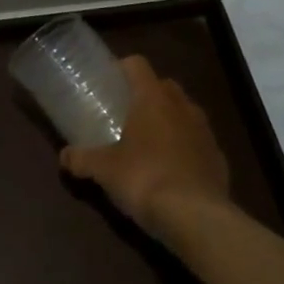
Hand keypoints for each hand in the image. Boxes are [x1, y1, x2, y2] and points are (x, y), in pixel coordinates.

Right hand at [60, 55, 232, 238]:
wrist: (197, 219)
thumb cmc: (144, 178)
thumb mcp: (104, 170)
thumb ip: (82, 159)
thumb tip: (64, 157)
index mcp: (153, 98)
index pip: (138, 65)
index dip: (123, 68)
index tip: (110, 82)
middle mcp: (182, 107)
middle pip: (164, 85)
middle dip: (148, 94)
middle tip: (128, 112)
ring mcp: (205, 132)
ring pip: (185, 112)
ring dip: (170, 119)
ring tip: (150, 141)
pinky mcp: (219, 158)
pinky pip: (199, 142)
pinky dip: (186, 148)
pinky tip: (173, 169)